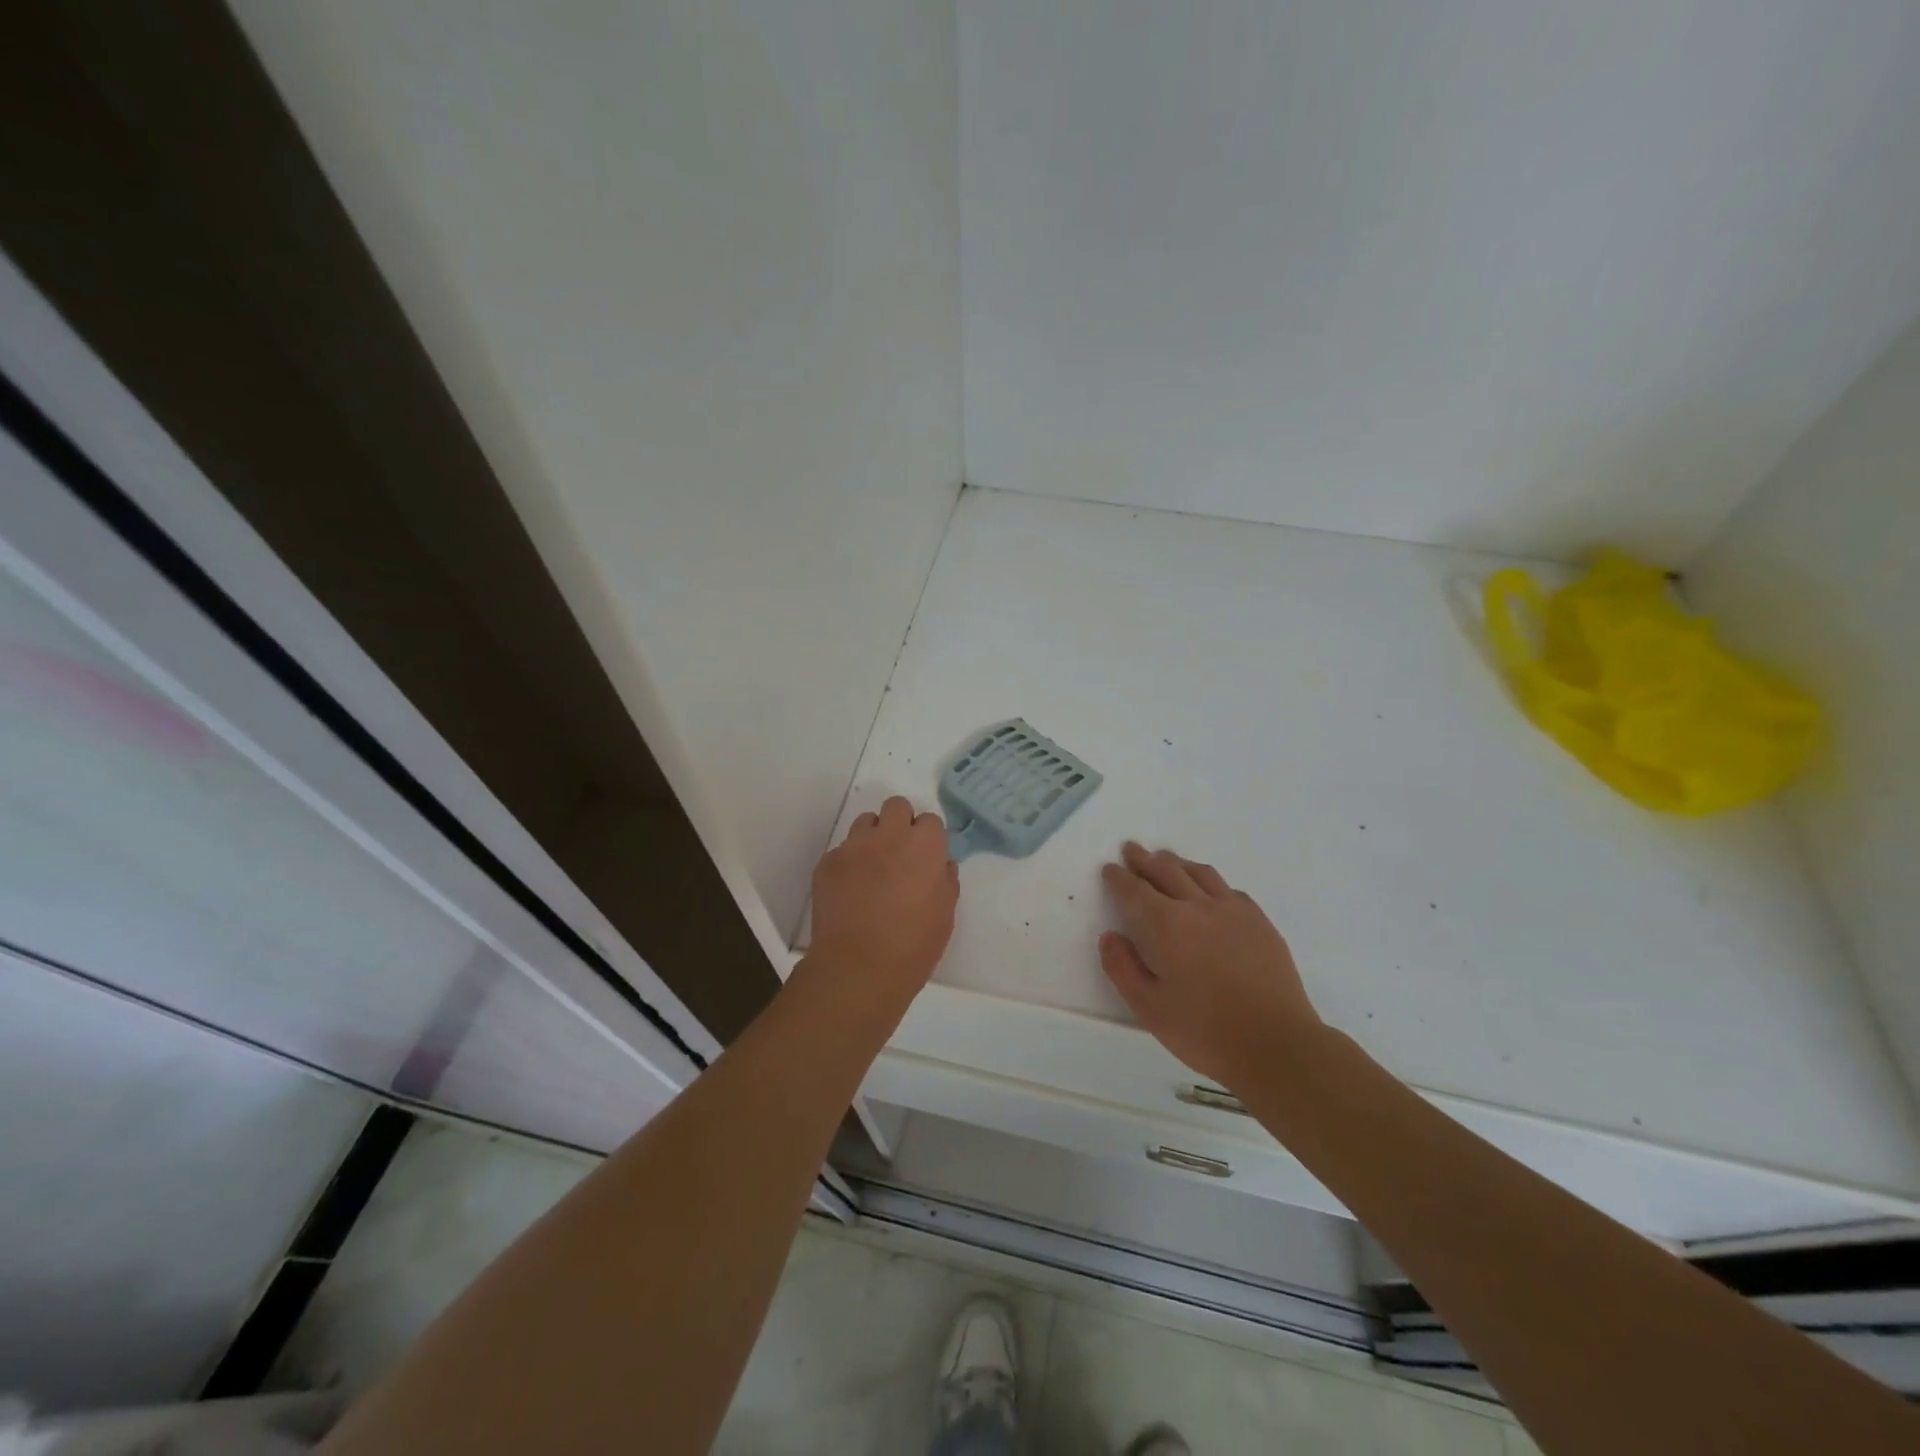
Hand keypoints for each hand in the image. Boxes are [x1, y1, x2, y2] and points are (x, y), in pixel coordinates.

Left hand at [807, 796, 958, 1007]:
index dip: (929, 839)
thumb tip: (939, 864)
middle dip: (900, 824)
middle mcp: (888, 836)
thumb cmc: (913, 945)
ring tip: (873, 870)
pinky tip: (850, 892)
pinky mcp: (827, 863)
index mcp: (924, 845)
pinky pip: (842, 851)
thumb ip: (945, 880)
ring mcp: (853, 846)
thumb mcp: (945, 914)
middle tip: (900, 856)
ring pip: (865, 823)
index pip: (930, 820)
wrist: (858, 969)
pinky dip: (849, 864)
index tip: (926, 860)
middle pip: (896, 807)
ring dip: (873, 838)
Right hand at [1099, 842, 1322, 1087]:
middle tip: (1132, 850)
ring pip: (1199, 873)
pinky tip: (1209, 890)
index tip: (1110, 869)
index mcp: (1166, 925)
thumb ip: (1122, 968)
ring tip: (1166, 859)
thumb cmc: (1205, 1031)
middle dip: (1144, 859)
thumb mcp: (1149, 1008)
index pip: (1135, 890)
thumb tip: (1110, 936)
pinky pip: (1228, 889)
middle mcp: (1198, 906)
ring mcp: (1233, 910)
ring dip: (1177, 862)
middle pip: (1166, 870)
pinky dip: (1209, 882)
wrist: (1277, 1044)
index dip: (1119, 878)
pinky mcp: (1259, 921)